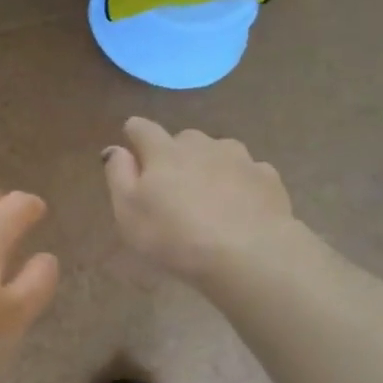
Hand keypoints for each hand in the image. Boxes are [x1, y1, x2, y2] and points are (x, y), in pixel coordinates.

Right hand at [102, 117, 295, 280]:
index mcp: (164, 152)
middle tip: (172, 186)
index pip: (142, 129)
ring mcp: (239, 158)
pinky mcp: (267, 177)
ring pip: (218, 153)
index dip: (134, 134)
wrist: (248, 253)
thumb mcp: (129, 212)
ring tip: (209, 198)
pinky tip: (239, 208)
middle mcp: (202, 145)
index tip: (131, 142)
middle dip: (174, 155)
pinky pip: (247, 173)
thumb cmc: (175, 236)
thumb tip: (115, 148)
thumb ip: (119, 175)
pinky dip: (239, 184)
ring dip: (209, 167)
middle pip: (183, 140)